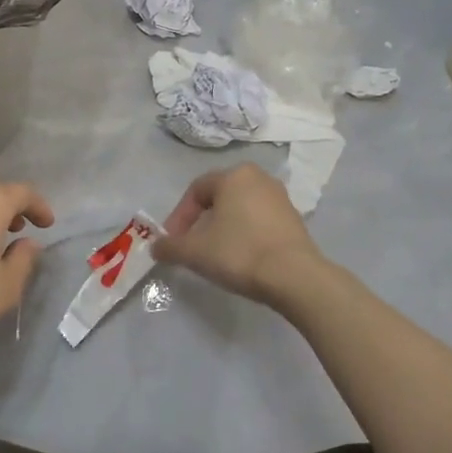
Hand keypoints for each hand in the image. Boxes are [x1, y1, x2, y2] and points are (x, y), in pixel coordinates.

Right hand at [154, 163, 324, 307]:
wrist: (295, 277)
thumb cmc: (239, 253)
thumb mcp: (195, 252)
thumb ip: (170, 246)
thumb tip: (156, 247)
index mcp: (234, 176)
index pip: (196, 191)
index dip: (179, 216)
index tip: (173, 241)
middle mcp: (258, 178)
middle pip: (219, 198)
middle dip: (201, 222)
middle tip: (192, 246)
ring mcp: (280, 198)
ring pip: (240, 209)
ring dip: (223, 228)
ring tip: (216, 254)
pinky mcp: (295, 219)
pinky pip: (260, 221)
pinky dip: (245, 235)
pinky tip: (242, 258)